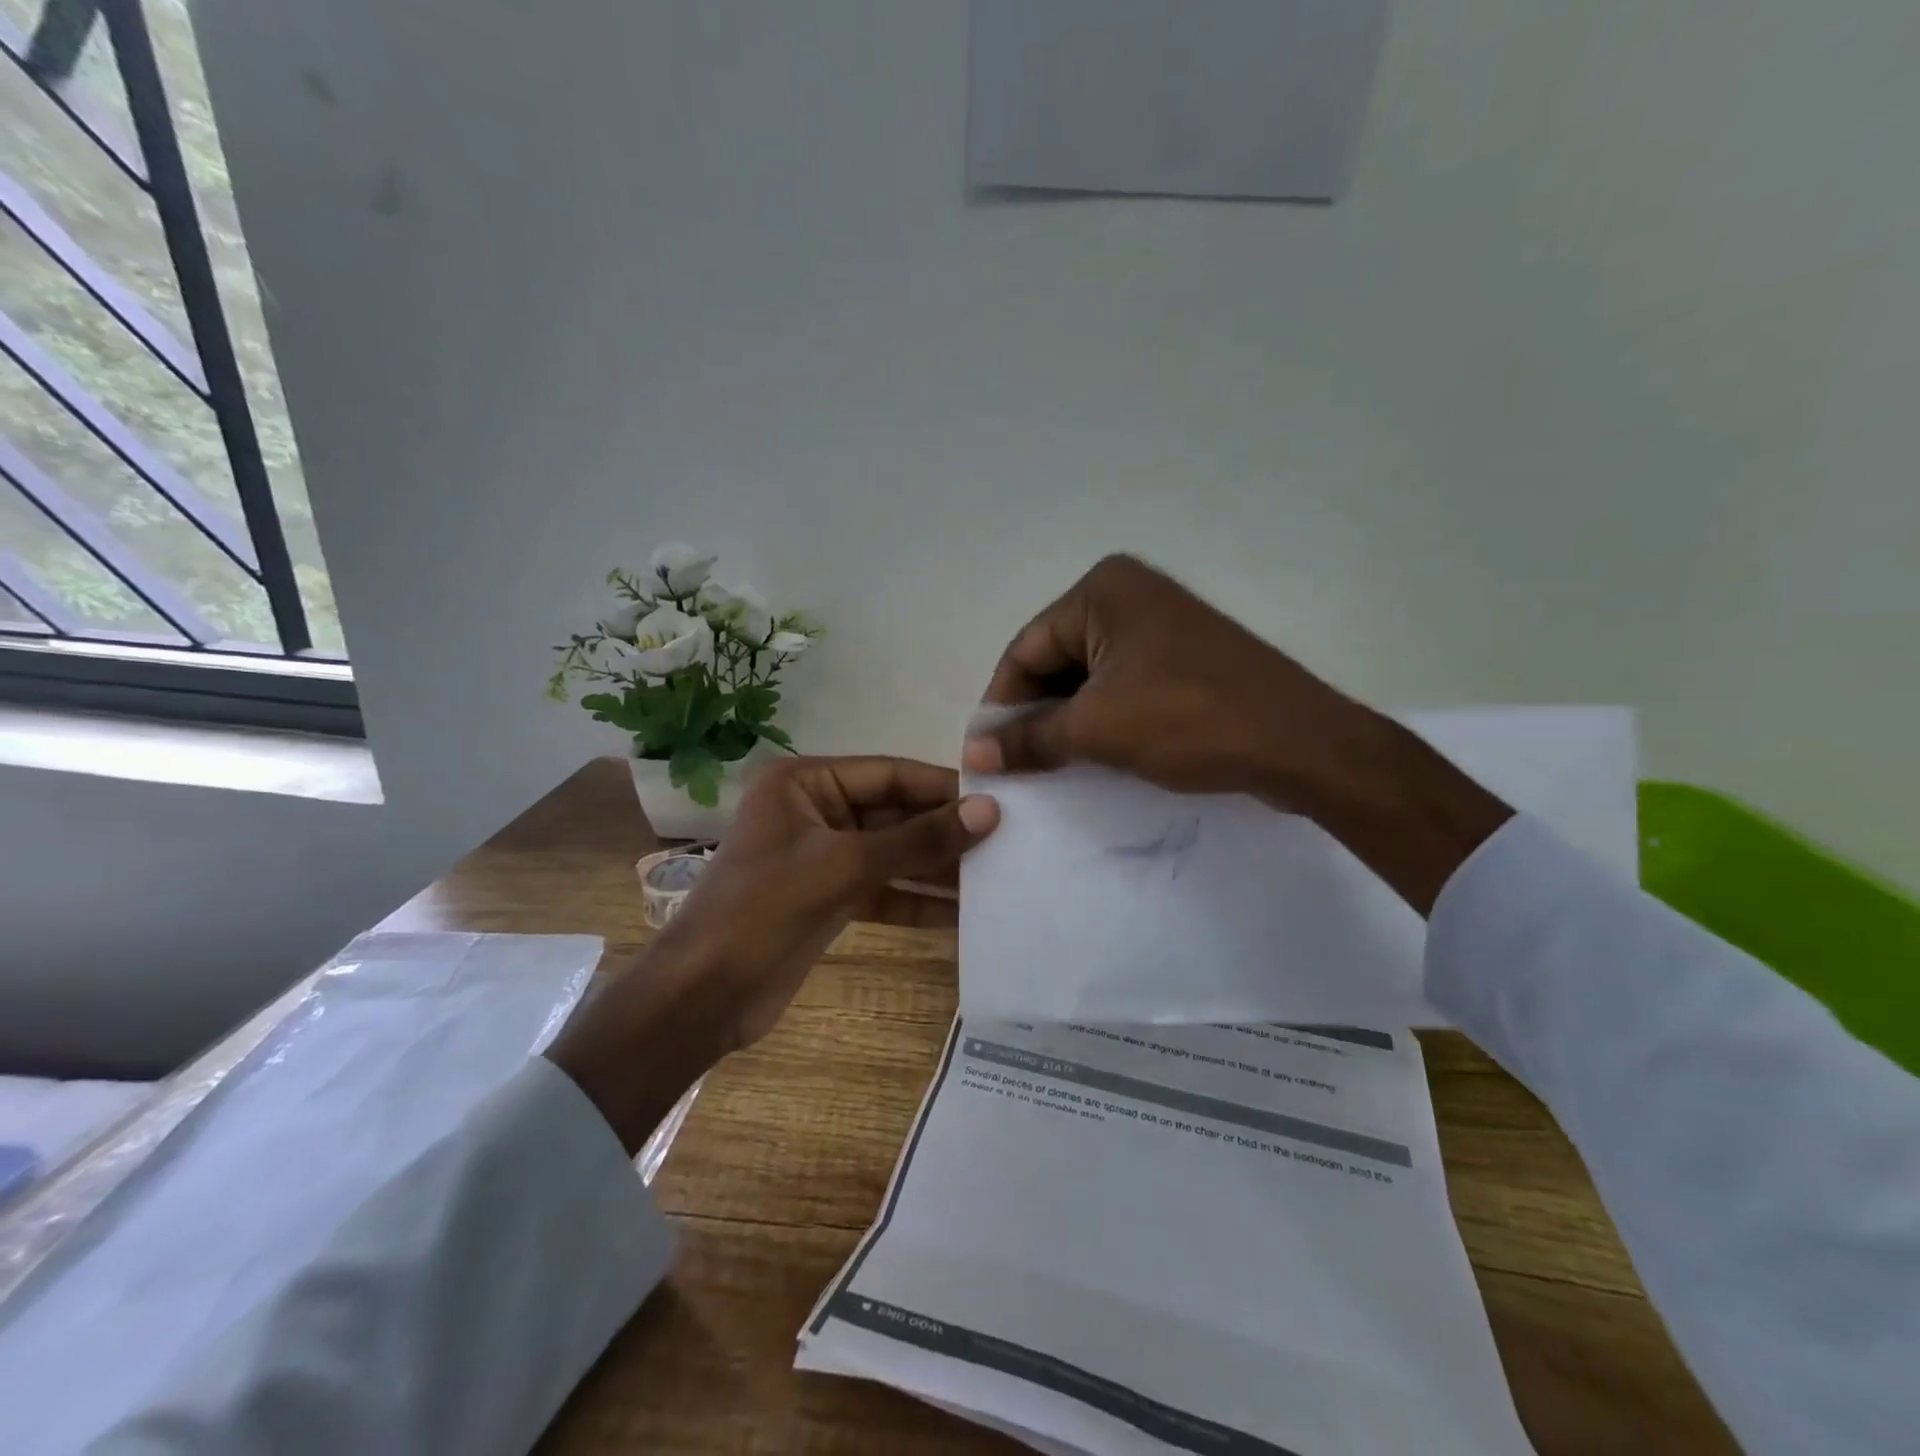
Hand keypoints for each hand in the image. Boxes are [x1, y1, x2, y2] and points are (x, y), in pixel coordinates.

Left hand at [548, 757, 998, 1151]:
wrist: (703, 997)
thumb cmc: (764, 911)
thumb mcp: (845, 867)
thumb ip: (918, 840)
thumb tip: (989, 812)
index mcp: (806, 782)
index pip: (890, 773)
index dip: (944, 787)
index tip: (1000, 800)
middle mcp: (816, 810)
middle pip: (895, 813)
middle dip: (945, 832)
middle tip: (1008, 842)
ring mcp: (823, 856)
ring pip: (893, 853)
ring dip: (937, 868)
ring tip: (997, 877)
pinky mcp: (829, 897)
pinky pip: (883, 889)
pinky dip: (916, 901)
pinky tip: (962, 915)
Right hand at [962, 555, 1510, 914]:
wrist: (1299, 743)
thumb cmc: (1188, 720)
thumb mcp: (1096, 730)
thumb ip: (1029, 739)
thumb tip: (973, 756)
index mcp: (1103, 590)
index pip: (1026, 649)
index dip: (1001, 704)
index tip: (984, 754)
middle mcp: (1130, 594)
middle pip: (1055, 659)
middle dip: (1036, 713)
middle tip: (1017, 764)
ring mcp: (1161, 624)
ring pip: (1089, 676)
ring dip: (1068, 720)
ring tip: (1052, 765)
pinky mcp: (1183, 656)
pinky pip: (1122, 683)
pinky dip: (1102, 717)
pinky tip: (1093, 754)